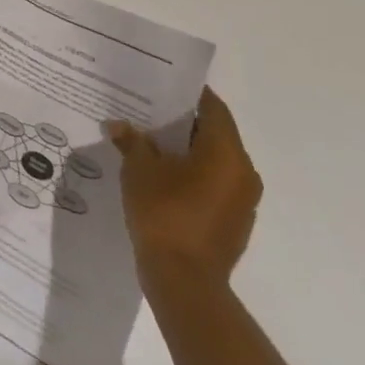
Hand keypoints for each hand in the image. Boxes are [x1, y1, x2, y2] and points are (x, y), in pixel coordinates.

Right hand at [106, 89, 261, 295]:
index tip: (162, 84)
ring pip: (214, 161)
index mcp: (226, 153)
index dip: (190, 94)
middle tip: (148, 111)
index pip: (214, 108)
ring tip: (150, 144)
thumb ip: (132, 142)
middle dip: (182, 122)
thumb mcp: (139, 170)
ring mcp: (242, 200)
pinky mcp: (234, 222)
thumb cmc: (164, 213)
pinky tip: (161, 178)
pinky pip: (214, 184)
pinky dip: (192, 175)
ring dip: (187, 151)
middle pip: (215, 134)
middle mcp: (243, 172)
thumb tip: (120, 126)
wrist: (184, 280)